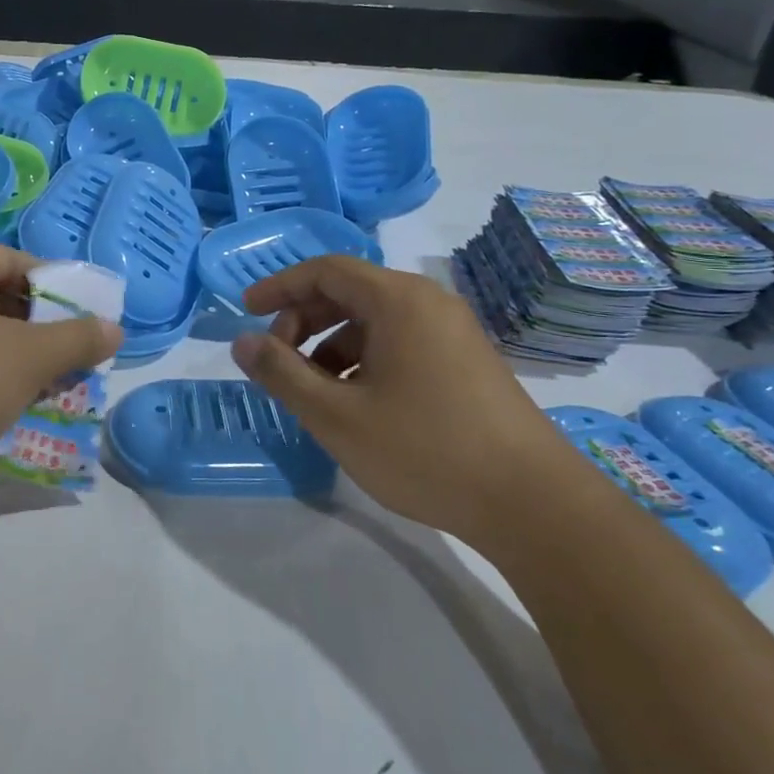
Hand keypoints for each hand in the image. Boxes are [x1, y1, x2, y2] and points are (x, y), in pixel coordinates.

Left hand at [0, 242, 121, 488]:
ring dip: (18, 358)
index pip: (16, 260)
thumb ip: (79, 339)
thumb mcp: (30, 357)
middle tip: (74, 356)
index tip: (87, 318)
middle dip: (41, 329)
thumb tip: (115, 329)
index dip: (57, 287)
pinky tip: (10, 407)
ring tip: (52, 385)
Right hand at [232, 256, 588, 552]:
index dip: (280, 286)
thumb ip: (282, 374)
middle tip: (277, 360)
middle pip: (349, 292)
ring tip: (313, 392)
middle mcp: (428, 303)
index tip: (246, 311)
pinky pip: (400, 343)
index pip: (326, 270)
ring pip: (374, 322)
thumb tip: (242, 343)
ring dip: (332, 346)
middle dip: (303, 320)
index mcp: (398, 300)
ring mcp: (453, 332)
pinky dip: (364, 360)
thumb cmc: (425, 450)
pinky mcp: (466, 362)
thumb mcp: (337, 416)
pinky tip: (356, 404)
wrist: (532, 503)